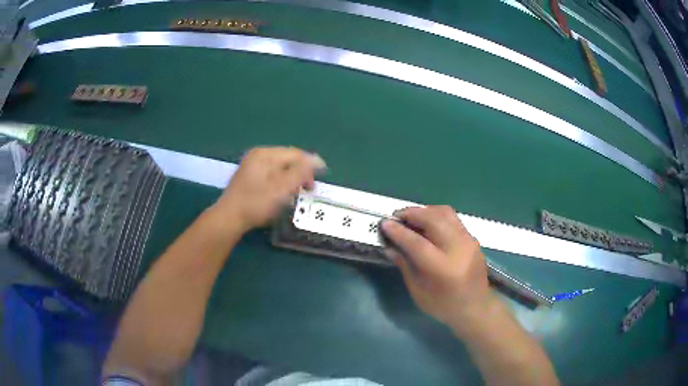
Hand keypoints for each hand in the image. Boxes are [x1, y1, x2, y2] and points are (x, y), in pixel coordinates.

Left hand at [213, 147, 325, 231]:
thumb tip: (318, 160)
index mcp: (265, 154)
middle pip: (287, 159)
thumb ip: (300, 172)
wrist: (229, 218)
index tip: (321, 178)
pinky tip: (282, 193)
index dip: (311, 164)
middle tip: (309, 188)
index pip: (295, 154)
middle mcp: (258, 155)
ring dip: (291, 178)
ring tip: (297, 192)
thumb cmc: (257, 203)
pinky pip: (271, 173)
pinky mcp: (249, 176)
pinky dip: (281, 181)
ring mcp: (251, 165)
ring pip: (280, 167)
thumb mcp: (282, 188)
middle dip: (301, 172)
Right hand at [381, 206, 492, 333]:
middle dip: (412, 214)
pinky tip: (427, 224)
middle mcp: (458, 249)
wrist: (476, 307)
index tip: (384, 223)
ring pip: (445, 213)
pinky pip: (452, 219)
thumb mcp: (418, 291)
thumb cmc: (443, 305)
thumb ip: (405, 265)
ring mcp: (468, 241)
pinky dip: (436, 216)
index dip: (399, 232)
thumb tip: (390, 245)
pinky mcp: (473, 238)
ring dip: (425, 211)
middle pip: (433, 219)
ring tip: (412, 217)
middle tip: (397, 217)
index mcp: (443, 269)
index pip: (417, 243)